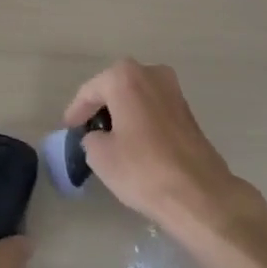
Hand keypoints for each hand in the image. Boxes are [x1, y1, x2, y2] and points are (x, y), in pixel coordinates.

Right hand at [63, 59, 259, 237]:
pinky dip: (140, 119)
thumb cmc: (142, 169)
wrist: (199, 194)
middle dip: (101, 106)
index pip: (90, 91)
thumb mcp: (100, 156)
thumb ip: (91, 138)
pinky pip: (153, 108)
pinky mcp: (188, 111)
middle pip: (115, 87)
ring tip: (109, 136)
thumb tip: (99, 137)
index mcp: (125, 77)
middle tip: (87, 129)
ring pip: (137, 96)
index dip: (76, 111)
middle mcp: (151, 73)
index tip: (68, 128)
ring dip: (122, 111)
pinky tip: (134, 141)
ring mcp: (173, 90)